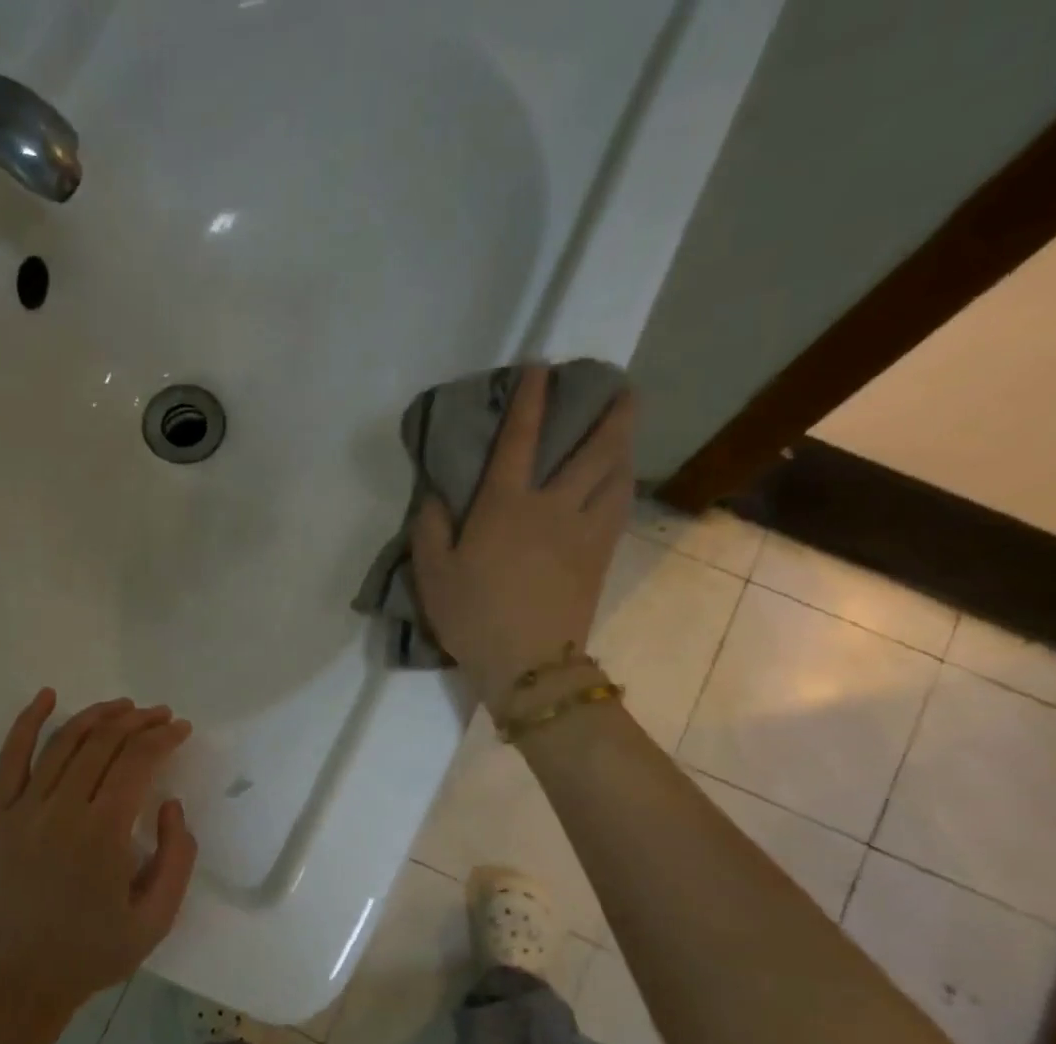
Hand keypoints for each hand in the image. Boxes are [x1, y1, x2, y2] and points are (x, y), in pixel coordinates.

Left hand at [0, 690, 198, 1043]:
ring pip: (62, 743)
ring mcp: (24, 810)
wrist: (19, 982)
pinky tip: (46, 697)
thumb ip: (176, 857)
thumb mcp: (156, 919)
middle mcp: (62, 810)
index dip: (163, 738)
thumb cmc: (93, 953)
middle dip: (138, 722)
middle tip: (160, 715)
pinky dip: (27, 723)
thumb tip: (169, 806)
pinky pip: (10, 759)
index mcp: (103, 833)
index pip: (137, 762)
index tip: (181, 729)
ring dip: (96, 717)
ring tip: (123, 706)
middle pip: (103, 744)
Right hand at [411, 365, 636, 702]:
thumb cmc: (473, 617)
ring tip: (626, 427)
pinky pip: (619, 507)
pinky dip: (623, 483)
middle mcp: (552, 506)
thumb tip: (435, 496)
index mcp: (505, 506)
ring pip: (615, 474)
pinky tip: (622, 479)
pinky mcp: (599, 556)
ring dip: (624, 443)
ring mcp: (583, 531)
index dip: (530, 399)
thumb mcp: (433, 575)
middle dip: (608, 411)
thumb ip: (429, 530)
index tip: (541, 368)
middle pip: (591, 448)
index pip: (521, 439)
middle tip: (620, 385)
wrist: (527, 663)